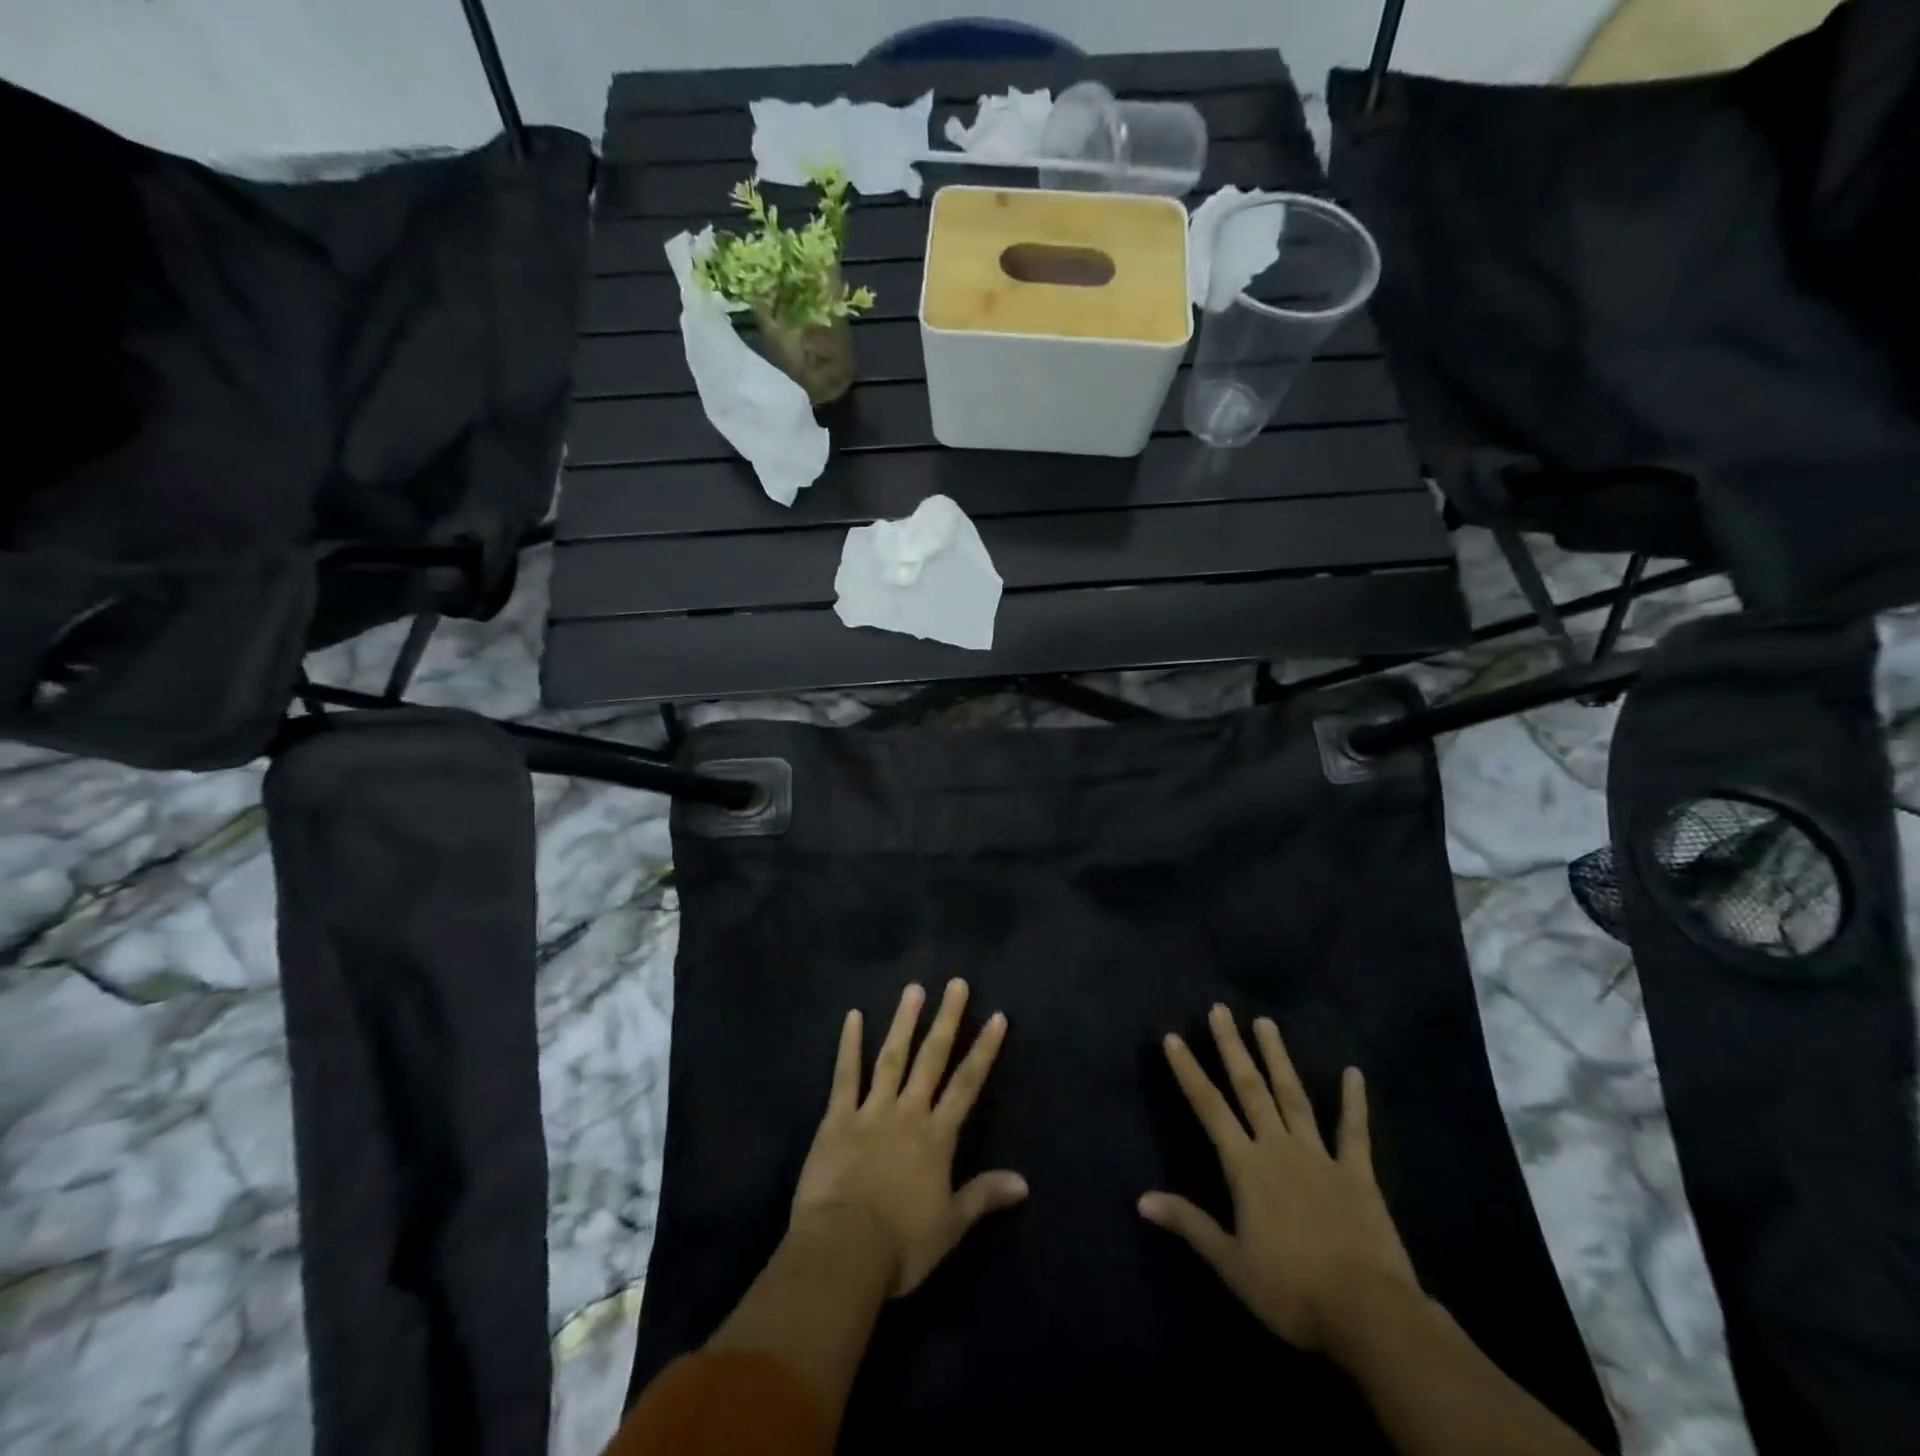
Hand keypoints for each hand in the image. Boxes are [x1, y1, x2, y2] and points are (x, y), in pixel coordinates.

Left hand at [793, 979, 1027, 1297]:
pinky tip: (852, 1016)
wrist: (843, 1250)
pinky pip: (845, 1074)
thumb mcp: (950, 1226)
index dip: (984, 1050)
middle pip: (932, 1058)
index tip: (996, 1016)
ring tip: (914, 989)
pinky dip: (849, 1044)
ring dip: (904, 1021)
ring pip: (892, 1056)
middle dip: (947, 1020)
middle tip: (956, 983)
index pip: (967, 1084)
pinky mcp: (838, 1117)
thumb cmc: (900, 1244)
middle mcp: (908, 1112)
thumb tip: (1024, 1182)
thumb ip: (984, 1196)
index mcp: (937, 1137)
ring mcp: (871, 1110)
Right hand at [1140, 1004, 1420, 1354]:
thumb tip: (1142, 1199)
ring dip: (1277, 1058)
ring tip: (1265, 1022)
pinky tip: (1353, 1073)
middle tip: (1220, 1009)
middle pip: (1250, 1088)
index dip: (1189, 1071)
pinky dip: (1353, 1101)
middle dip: (1232, 1047)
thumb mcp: (1232, 1264)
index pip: (1209, 1108)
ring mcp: (1320, 1156)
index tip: (1173, 1037)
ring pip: (1293, 1096)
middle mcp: (1278, 1148)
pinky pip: (1354, 1131)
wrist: (1369, 1315)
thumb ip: (1189, 1224)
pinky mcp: (1357, 1174)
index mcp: (1246, 1167)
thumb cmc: (1293, 1290)